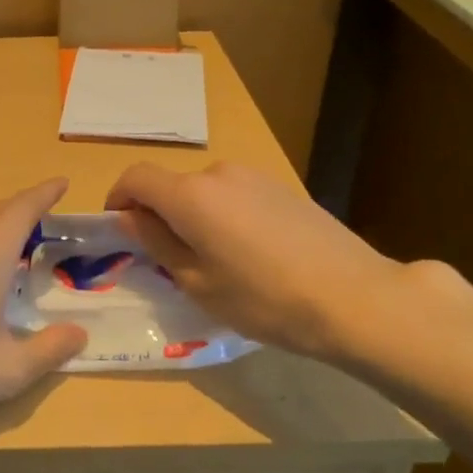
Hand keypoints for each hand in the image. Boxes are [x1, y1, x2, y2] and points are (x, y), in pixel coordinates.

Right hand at [105, 160, 434, 365]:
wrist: (354, 297)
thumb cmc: (263, 299)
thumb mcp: (197, 282)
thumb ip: (157, 243)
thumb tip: (132, 218)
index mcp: (190, 195)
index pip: (136, 177)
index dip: (119, 198)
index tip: (120, 229)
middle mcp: (219, 173)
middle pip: (173, 186)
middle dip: (161, 215)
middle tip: (170, 260)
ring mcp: (255, 177)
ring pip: (206, 192)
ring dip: (195, 217)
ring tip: (216, 262)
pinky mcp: (283, 188)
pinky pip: (236, 196)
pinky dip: (225, 217)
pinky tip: (251, 254)